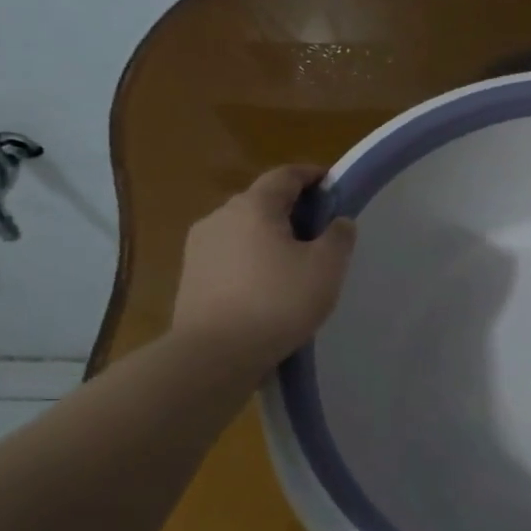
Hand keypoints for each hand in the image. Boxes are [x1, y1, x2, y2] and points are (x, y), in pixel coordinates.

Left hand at [170, 166, 357, 370]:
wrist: (213, 356)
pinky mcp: (191, 277)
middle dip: (292, 208)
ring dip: (269, 236)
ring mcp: (199, 247)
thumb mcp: (326, 267)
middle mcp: (220, 217)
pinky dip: (251, 260)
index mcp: (254, 206)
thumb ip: (339, 236)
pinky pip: (229, 255)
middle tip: (319, 230)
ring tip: (294, 262)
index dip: (312, 175)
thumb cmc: (278, 301)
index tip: (333, 185)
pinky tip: (266, 286)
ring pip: (243, 229)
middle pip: (262, 201)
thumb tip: (338, 221)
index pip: (285, 175)